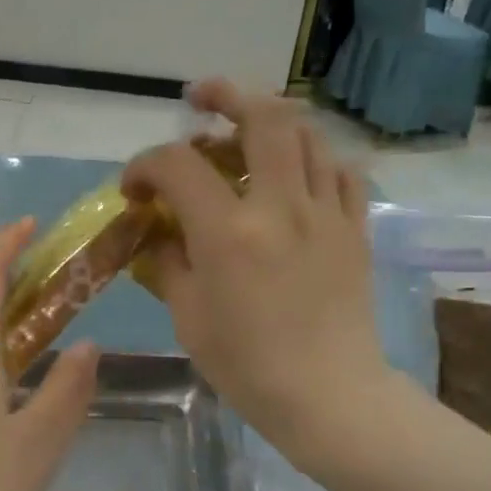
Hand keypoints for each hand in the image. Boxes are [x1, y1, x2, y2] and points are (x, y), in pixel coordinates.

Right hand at [122, 80, 390, 468]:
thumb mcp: (189, 318)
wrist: (329, 396)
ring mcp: (326, 213)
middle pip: (262, 117)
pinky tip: (298, 173)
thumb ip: (168, 263)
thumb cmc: (248, 367)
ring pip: (307, 135)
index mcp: (230, 232)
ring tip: (249, 132)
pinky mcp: (355, 228)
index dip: (145, 164)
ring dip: (272, 121)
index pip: (178, 165)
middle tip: (202, 99)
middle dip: (225, 94)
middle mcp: (281, 206)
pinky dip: (314, 158)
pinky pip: (341, 171)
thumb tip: (160, 233)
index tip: (135, 187)